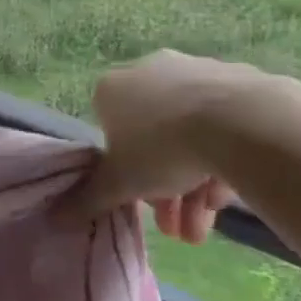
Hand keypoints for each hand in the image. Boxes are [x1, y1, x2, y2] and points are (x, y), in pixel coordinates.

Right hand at [86, 50, 264, 243]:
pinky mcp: (244, 81)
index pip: (109, 131)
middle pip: (153, 138)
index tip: (139, 199)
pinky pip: (226, 126)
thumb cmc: (163, 148)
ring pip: (191, 134)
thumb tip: (56, 216)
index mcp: (112, 88)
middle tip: (176, 227)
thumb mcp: (119, 183)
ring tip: (204, 228)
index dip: (123, 171)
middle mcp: (151, 71)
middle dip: (163, 188)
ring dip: (194, 184)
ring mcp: (199, 72)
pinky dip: (224, 159)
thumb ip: (88, 198)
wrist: (243, 123)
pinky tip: (230, 195)